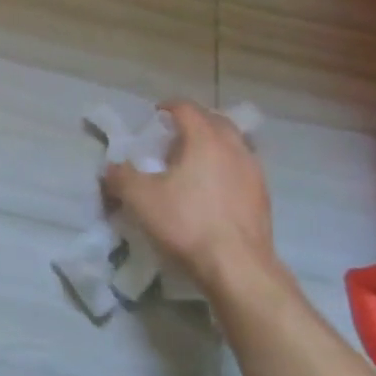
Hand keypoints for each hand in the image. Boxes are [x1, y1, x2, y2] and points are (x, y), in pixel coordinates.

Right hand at [102, 100, 274, 286]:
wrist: (238, 268)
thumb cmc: (187, 223)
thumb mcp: (139, 198)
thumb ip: (120, 176)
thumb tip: (111, 168)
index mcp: (205, 139)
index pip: (187, 108)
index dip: (168, 107)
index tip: (155, 116)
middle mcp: (234, 148)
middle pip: (216, 121)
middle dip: (195, 122)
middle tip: (174, 136)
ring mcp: (254, 173)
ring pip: (234, 145)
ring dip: (214, 145)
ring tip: (194, 163)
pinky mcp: (263, 198)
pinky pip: (243, 169)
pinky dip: (227, 168)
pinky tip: (213, 190)